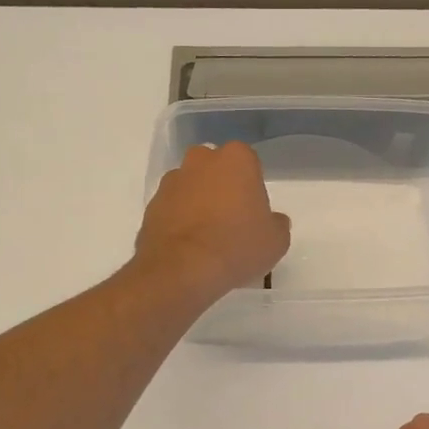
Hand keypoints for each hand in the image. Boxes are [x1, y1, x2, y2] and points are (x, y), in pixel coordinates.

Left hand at [135, 142, 290, 302]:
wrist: (183, 270)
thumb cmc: (237, 246)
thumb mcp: (276, 241)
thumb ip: (276, 223)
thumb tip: (272, 220)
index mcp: (236, 159)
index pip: (249, 163)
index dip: (252, 187)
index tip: (254, 212)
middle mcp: (201, 160)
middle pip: (216, 169)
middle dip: (222, 187)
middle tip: (231, 220)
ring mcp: (172, 181)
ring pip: (191, 186)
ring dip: (198, 202)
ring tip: (207, 237)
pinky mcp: (151, 204)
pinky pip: (173, 208)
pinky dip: (180, 220)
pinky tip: (188, 246)